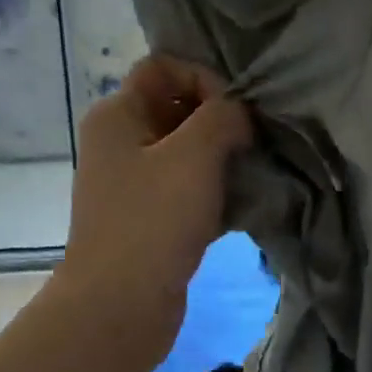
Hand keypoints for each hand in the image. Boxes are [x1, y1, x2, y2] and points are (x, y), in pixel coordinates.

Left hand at [53, 55, 251, 370]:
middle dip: (220, 123)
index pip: (165, 66)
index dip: (205, 79)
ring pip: (187, 155)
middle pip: (178, 110)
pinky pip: (188, 193)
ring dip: (223, 162)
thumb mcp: (194, 155)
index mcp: (118, 114)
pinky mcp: (151, 222)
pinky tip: (241, 209)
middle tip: (252, 146)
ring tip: (252, 178)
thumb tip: (238, 115)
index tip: (235, 115)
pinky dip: (214, 195)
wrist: (121, 305)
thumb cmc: (153, 221)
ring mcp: (134, 186)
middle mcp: (121, 143)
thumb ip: (223, 118)